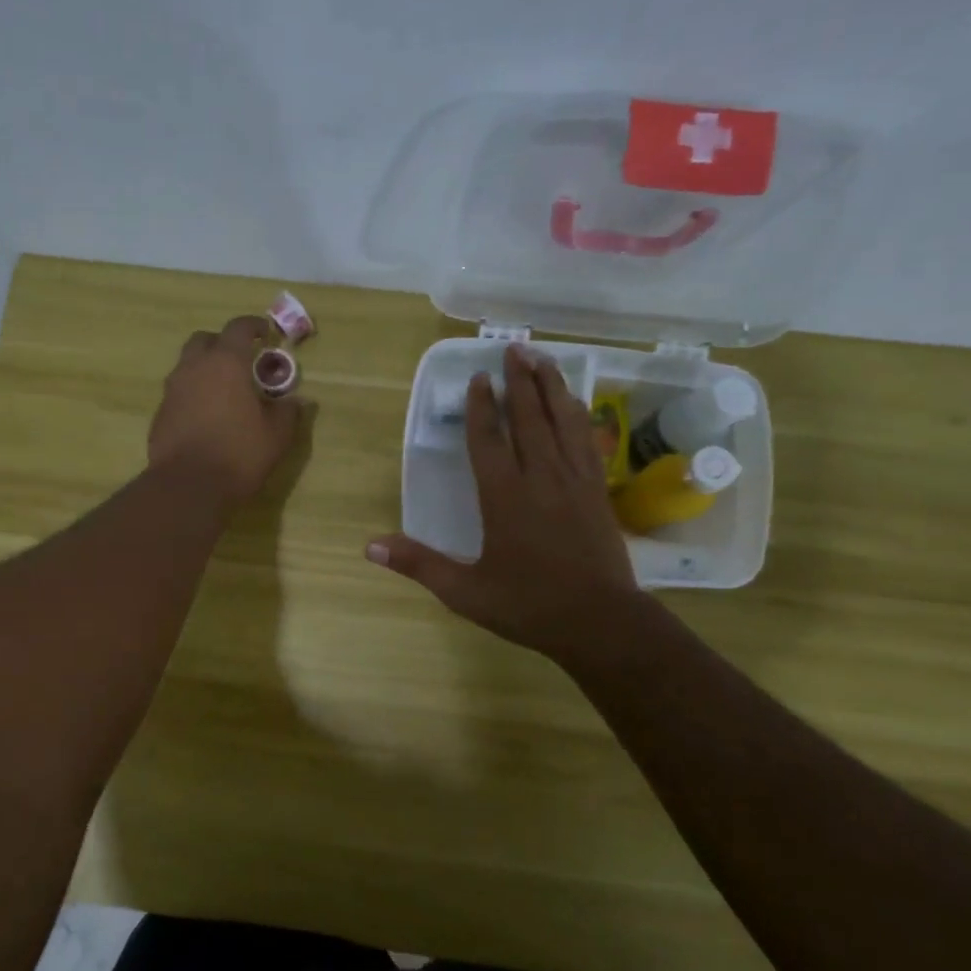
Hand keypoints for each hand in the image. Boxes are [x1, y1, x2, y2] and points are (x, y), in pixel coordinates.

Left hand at [148, 315, 302, 509]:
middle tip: (240, 360)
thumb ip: (287, 413)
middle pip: (204, 340)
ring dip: (205, 369)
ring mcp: (173, 390)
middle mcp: (194, 368)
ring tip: (223, 391)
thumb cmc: (238, 455)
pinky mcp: (160, 414)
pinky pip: (178, 392)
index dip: (253, 325)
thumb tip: (297, 401)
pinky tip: (205, 416)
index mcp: (226, 363)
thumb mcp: (276, 436)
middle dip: (222, 343)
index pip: (238, 328)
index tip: (264, 332)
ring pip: (187, 365)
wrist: (187, 486)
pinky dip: (192, 394)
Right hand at [367, 342, 644, 662]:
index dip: (481, 407)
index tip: (478, 378)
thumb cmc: (528, 606)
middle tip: (514, 348)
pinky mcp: (597, 491)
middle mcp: (540, 478)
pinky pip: (586, 440)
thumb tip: (370, 546)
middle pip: (529, 417)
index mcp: (504, 497)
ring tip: (542, 358)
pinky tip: (575, 402)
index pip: (488, 440)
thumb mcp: (465, 591)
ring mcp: (574, 481)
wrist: (600, 622)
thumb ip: (419, 564)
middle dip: (520, 381)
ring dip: (551, 386)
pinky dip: (578, 414)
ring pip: (562, 420)